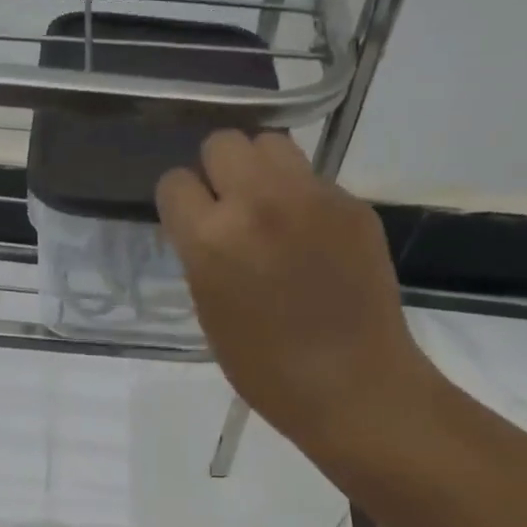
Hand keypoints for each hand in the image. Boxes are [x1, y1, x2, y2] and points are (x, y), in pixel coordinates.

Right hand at [156, 130, 445, 466]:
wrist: (351, 383)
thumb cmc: (265, 369)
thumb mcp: (210, 314)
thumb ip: (202, 258)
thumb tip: (206, 229)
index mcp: (211, 239)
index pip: (175, 183)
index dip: (179, 203)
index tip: (188, 222)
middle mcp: (258, 203)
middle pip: (223, 143)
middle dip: (217, 172)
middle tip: (227, 209)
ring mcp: (311, 197)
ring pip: (271, 144)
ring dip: (259, 170)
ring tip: (267, 211)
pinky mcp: (351, 203)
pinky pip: (312, 178)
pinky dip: (300, 198)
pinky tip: (309, 239)